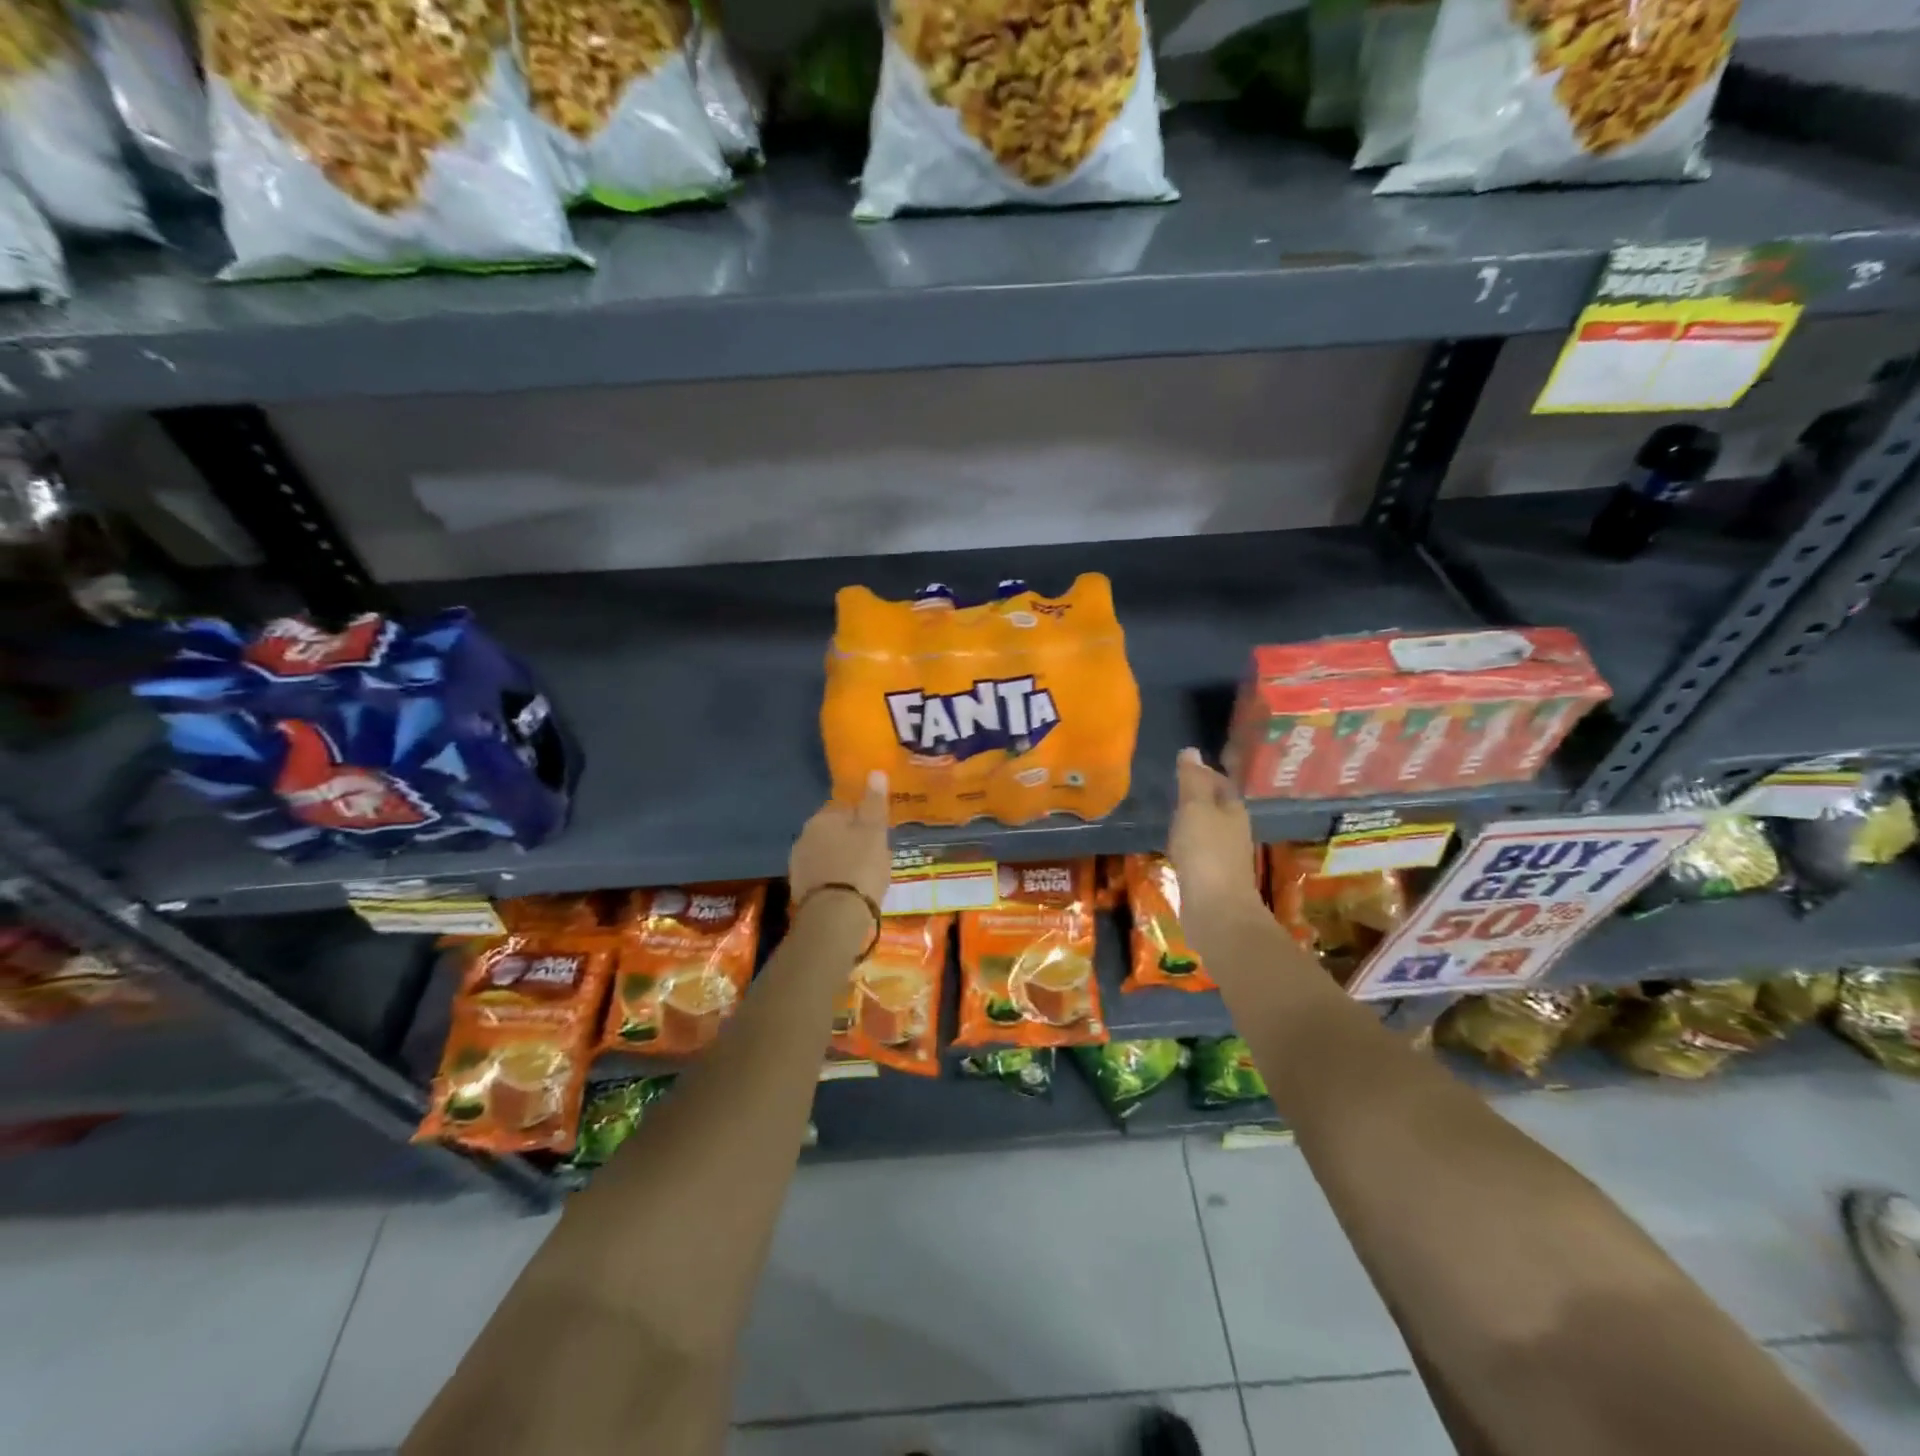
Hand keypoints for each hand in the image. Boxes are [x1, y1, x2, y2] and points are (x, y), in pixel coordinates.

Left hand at [790, 770, 892, 908]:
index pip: (844, 809)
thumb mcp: (874, 832)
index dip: (863, 819)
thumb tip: (874, 771)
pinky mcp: (798, 889)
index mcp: (822, 818)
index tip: (877, 834)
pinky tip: (847, 891)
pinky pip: (821, 876)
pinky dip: (833, 879)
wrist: (835, 916)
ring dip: (839, 860)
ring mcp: (798, 864)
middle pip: (832, 832)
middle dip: (849, 840)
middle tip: (872, 855)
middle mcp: (804, 836)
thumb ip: (874, 802)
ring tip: (862, 875)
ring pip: (825, 854)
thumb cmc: (860, 867)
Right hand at [1168, 748, 1264, 934]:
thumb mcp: (1194, 808)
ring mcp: (1224, 856)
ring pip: (1207, 830)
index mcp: (1233, 810)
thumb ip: (1191, 781)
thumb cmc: (1206, 852)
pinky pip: (1198, 852)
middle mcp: (1233, 831)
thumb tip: (1191, 750)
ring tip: (1168, 816)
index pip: (1220, 782)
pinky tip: (1171, 848)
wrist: (1216, 910)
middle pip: (1216, 806)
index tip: (1182, 767)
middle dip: (1198, 797)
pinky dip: (1186, 845)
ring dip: (1191, 822)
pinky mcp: (1212, 878)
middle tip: (1171, 788)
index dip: (1204, 773)